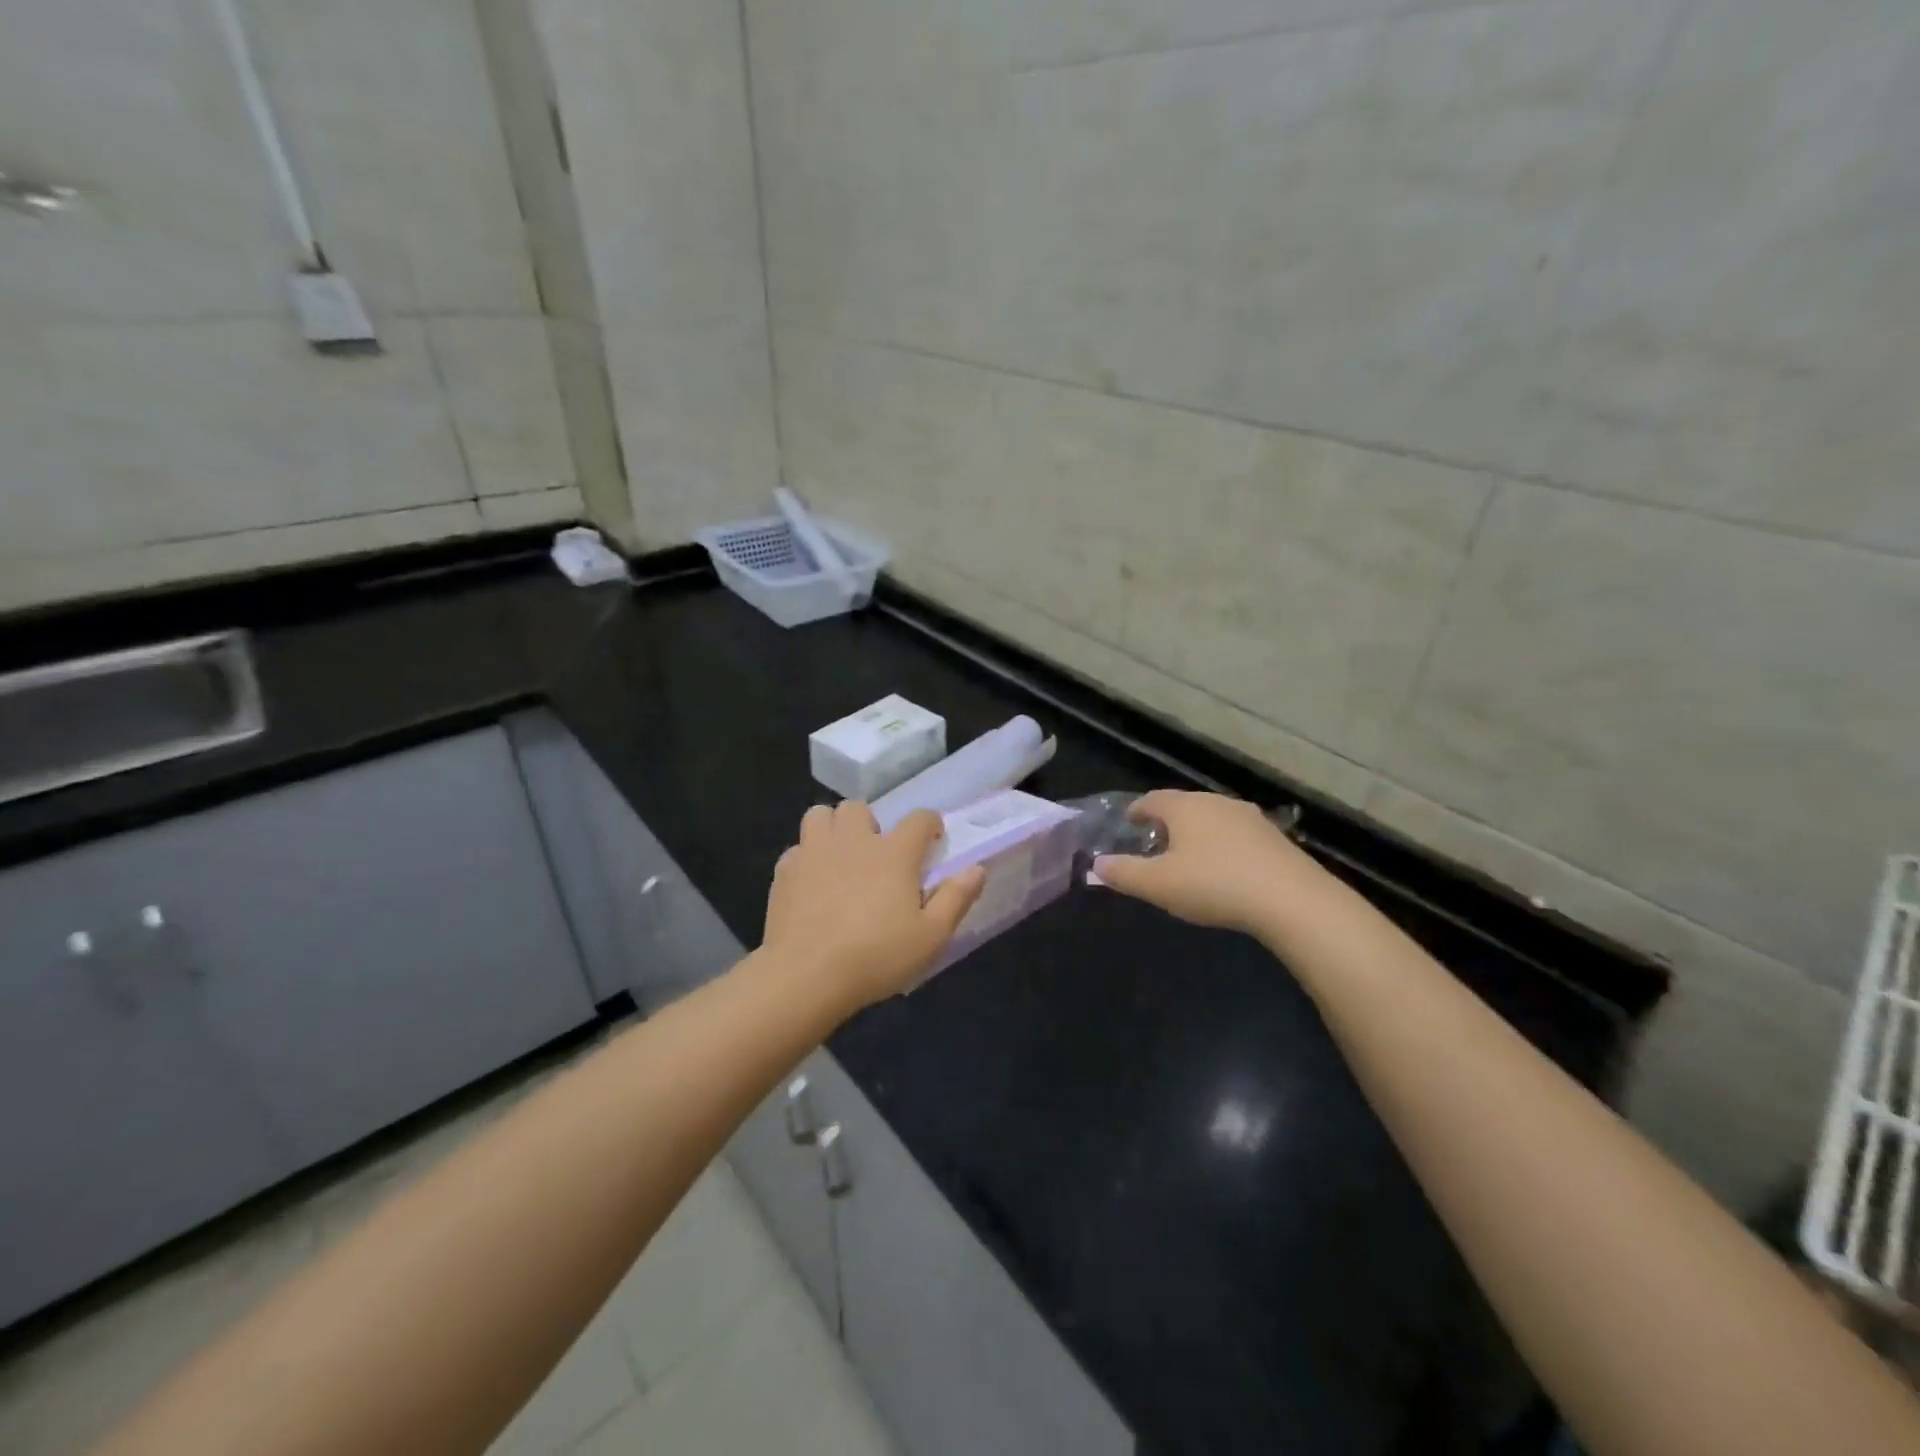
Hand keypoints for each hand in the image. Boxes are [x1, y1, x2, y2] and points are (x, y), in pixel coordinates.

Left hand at [761, 802, 986, 1008]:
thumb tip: (977, 869)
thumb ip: (956, 898)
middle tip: (876, 854)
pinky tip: (812, 883)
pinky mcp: (785, 870)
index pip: (919, 819)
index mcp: (894, 853)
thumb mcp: (931, 936)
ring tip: (839, 856)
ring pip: (821, 815)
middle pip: (860, 808)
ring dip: (833, 828)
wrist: (805, 975)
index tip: (932, 839)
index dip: (930, 823)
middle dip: (871, 824)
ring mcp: (814, 851)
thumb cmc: (876, 956)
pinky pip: (797, 848)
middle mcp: (854, 840)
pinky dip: (807, 857)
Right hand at [1093, 790, 1322, 938]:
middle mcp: (1217, 802)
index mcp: (1185, 807)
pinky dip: (1224, 847)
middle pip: (1184, 805)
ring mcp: (1250, 818)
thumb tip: (1096, 864)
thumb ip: (1124, 873)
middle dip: (1168, 822)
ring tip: (1189, 857)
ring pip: (1213, 819)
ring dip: (1198, 834)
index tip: (1129, 822)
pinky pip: (1238, 836)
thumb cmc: (1214, 885)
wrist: (1291, 900)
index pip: (1152, 799)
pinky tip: (1225, 870)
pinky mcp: (1275, 839)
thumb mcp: (1158, 885)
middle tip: (1155, 842)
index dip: (1137, 810)